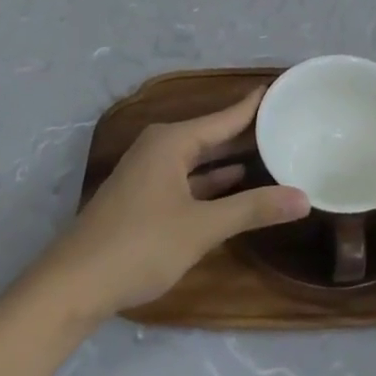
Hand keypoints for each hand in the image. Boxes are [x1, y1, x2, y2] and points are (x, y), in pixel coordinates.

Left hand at [50, 89, 308, 318]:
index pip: (225, 116)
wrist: (71, 288)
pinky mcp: (143, 199)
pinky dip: (212, 179)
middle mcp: (159, 148)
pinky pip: (188, 177)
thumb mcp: (202, 227)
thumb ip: (253, 209)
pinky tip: (235, 182)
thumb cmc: (139, 245)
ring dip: (231, 156)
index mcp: (172, 142)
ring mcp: (148, 174)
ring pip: (199, 157)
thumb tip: (304, 198)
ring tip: (271, 148)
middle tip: (288, 120)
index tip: (283, 88)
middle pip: (212, 134)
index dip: (255, 104)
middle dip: (247, 131)